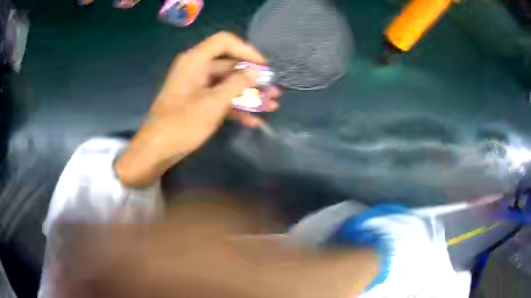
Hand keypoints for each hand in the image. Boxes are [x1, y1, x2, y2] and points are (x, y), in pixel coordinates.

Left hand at [116, 32, 280, 186]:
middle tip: (274, 91)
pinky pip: (220, 98)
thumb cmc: (181, 124)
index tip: (264, 67)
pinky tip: (254, 120)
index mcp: (196, 60)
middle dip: (254, 79)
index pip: (225, 42)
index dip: (247, 51)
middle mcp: (197, 68)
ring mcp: (197, 86)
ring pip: (228, 84)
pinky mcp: (198, 102)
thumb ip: (238, 84)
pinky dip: (236, 107)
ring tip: (271, 106)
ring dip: (249, 95)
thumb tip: (259, 72)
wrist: (156, 150)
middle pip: (230, 65)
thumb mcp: (213, 103)